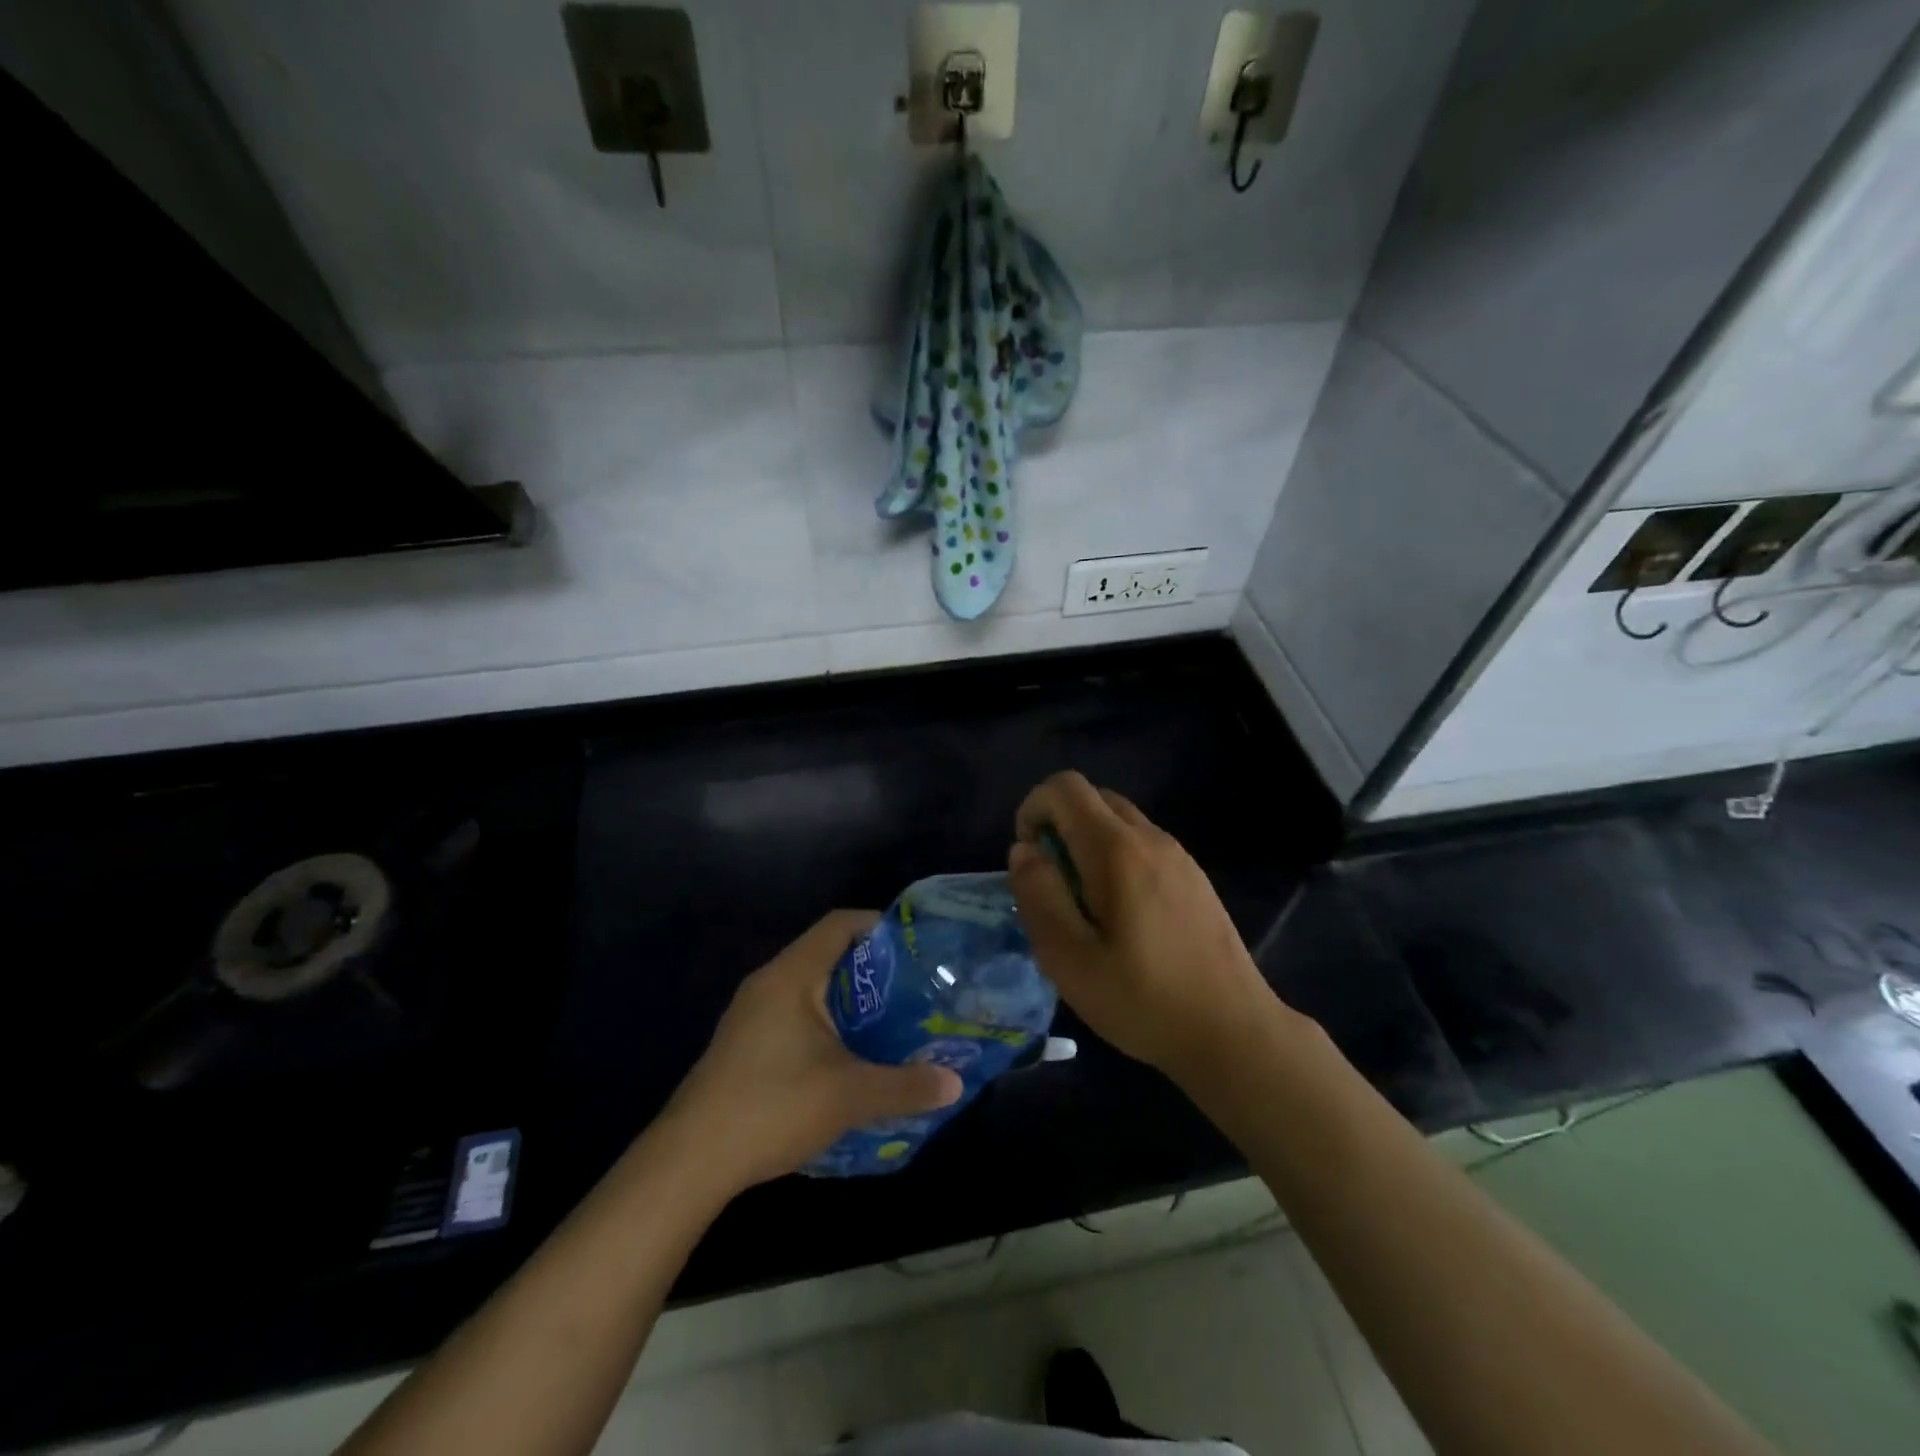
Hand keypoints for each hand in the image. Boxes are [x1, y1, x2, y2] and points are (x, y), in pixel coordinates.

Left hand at [662, 911, 962, 1192]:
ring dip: (850, 1003)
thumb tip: (955, 1084)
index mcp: (792, 975)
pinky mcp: (744, 1045)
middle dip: (874, 971)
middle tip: (915, 992)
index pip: (840, 924)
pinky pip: (795, 1017)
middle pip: (828, 955)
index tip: (917, 948)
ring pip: (811, 990)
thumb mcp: (849, 1096)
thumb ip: (905, 1086)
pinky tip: (849, 1061)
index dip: (880, 926)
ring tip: (892, 1025)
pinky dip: (827, 1026)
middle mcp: (769, 983)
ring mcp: (751, 1015)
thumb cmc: (772, 1106)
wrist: (688, 1162)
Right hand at [1009, 771, 1279, 1083]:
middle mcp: (1151, 838)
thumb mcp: (1069, 959)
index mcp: (1117, 850)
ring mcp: (1179, 856)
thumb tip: (1025, 850)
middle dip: (1059, 825)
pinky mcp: (1195, 877)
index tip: (1030, 861)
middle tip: (1053, 884)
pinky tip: (1123, 918)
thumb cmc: (1143, 1000)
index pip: (1065, 787)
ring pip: (1119, 820)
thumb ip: (1039, 895)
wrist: (1235, 1033)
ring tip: (1085, 906)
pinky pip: (1142, 844)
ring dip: (1088, 843)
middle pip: (1093, 797)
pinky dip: (1116, 858)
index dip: (1033, 810)